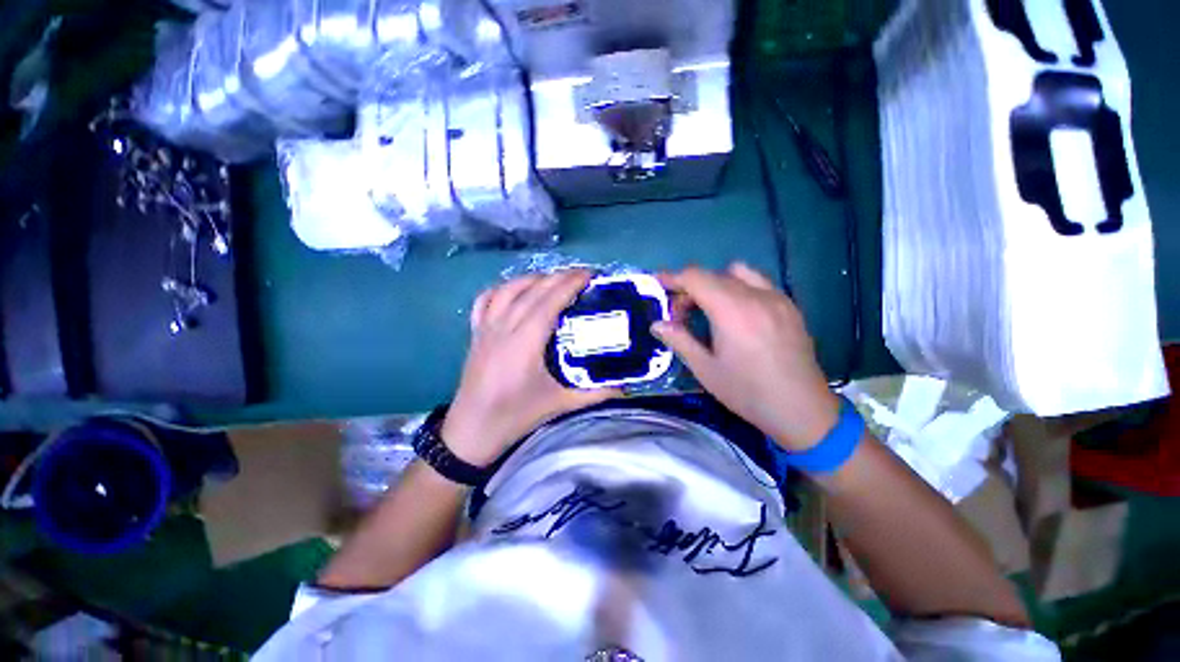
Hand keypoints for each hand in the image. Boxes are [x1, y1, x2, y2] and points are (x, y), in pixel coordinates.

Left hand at [442, 270, 620, 465]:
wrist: (472, 431)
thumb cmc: (515, 416)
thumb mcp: (559, 405)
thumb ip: (594, 393)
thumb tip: (625, 387)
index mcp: (525, 342)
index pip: (549, 300)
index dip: (570, 283)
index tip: (590, 275)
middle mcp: (504, 327)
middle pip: (533, 290)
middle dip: (559, 277)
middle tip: (582, 276)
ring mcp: (486, 327)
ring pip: (509, 289)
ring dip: (534, 279)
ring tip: (554, 280)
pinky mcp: (476, 333)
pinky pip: (486, 299)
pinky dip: (504, 288)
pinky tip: (517, 291)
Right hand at [653, 263, 839, 450]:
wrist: (802, 410)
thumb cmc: (748, 392)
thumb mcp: (706, 370)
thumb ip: (679, 341)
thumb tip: (657, 325)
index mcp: (731, 311)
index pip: (696, 277)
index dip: (673, 278)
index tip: (659, 285)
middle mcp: (755, 296)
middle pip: (713, 275)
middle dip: (690, 287)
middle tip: (679, 313)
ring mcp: (776, 298)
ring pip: (737, 273)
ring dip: (715, 283)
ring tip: (709, 309)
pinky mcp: (789, 305)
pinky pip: (758, 282)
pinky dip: (739, 287)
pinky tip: (737, 312)